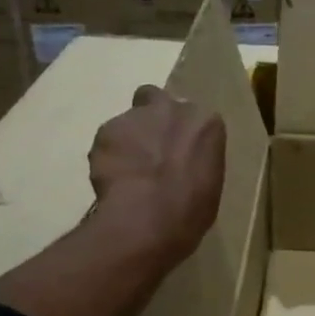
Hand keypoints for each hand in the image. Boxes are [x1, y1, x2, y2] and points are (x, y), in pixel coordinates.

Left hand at [87, 85, 225, 266]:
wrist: (149, 216)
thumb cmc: (191, 207)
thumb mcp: (209, 181)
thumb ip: (195, 159)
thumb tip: (183, 163)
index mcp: (206, 122)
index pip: (194, 118)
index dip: (183, 133)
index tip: (179, 152)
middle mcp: (172, 109)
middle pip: (156, 99)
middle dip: (151, 118)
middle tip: (150, 149)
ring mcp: (136, 117)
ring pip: (128, 121)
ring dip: (128, 140)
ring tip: (127, 173)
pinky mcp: (105, 130)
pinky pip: (107, 141)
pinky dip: (108, 156)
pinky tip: (113, 180)